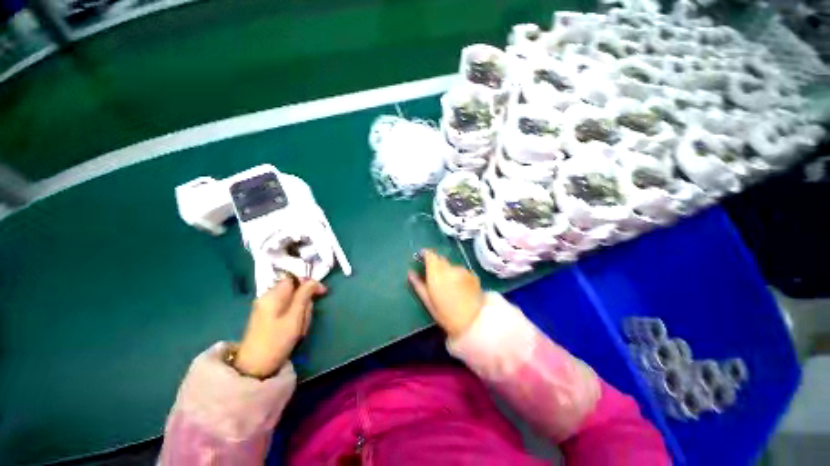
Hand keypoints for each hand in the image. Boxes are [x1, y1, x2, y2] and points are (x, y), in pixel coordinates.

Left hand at [234, 278, 326, 377]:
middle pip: (293, 289)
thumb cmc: (277, 340)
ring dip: (300, 310)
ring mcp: (265, 307)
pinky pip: (285, 308)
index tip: (322, 292)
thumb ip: (304, 296)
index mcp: (273, 295)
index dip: (309, 283)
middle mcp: (267, 297)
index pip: (294, 279)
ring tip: (300, 326)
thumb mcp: (295, 317)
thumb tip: (313, 281)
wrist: (254, 367)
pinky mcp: (266, 316)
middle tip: (306, 317)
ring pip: (291, 300)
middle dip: (304, 300)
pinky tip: (294, 328)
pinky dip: (293, 315)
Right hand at [408, 250, 483, 337]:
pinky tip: (459, 287)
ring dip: (448, 270)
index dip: (425, 254)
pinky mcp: (473, 275)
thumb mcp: (428, 302)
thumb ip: (418, 284)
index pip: (430, 255)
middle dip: (436, 263)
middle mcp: (450, 268)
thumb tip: (410, 273)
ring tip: (449, 285)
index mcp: (436, 273)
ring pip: (451, 265)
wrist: (473, 323)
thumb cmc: (446, 315)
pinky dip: (458, 275)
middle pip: (440, 259)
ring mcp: (463, 271)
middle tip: (434, 276)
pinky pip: (461, 271)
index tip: (421, 257)